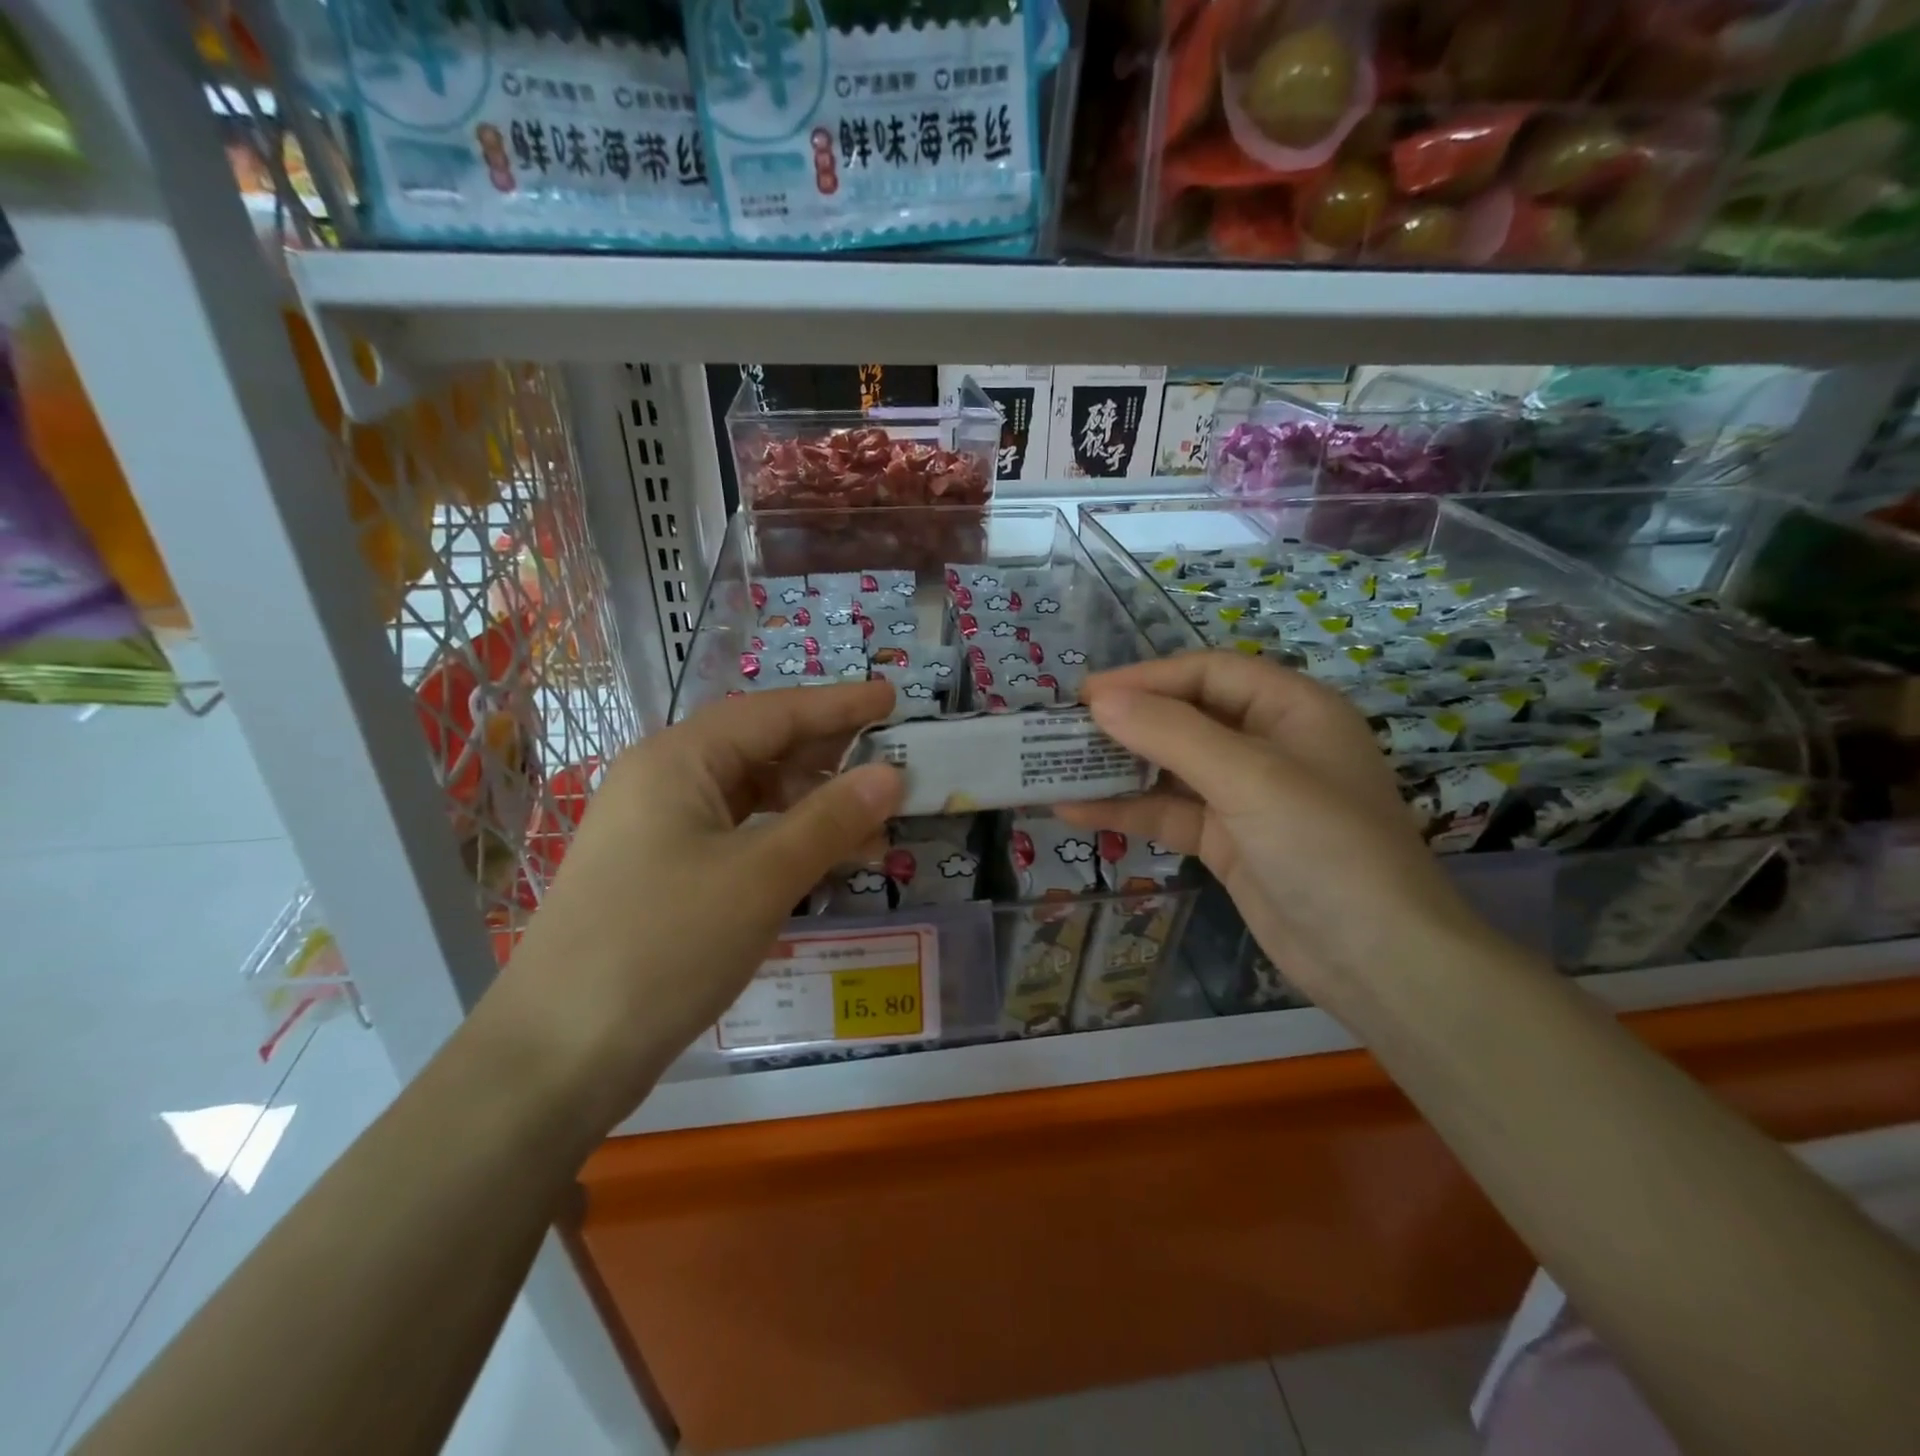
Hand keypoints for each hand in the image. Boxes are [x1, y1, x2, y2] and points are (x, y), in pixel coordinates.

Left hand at [481, 682, 902, 1130]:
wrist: (557, 1055)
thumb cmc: (663, 947)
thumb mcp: (761, 878)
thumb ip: (831, 820)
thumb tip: (892, 775)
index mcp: (679, 760)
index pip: (774, 712)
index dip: (838, 705)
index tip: (893, 698)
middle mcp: (665, 781)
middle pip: (761, 749)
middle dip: (830, 758)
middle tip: (893, 767)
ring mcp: (660, 830)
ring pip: (752, 798)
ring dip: (813, 808)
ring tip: (873, 832)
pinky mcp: (663, 874)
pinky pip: (738, 837)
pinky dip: (785, 842)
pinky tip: (823, 863)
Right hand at [1058, 652, 1492, 1024]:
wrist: (1378, 961)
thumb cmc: (1325, 847)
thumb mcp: (1249, 777)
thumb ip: (1172, 733)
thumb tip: (1099, 701)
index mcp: (1292, 708)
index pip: (1208, 672)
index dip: (1147, 677)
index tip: (1085, 695)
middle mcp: (1270, 743)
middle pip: (1187, 716)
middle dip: (1127, 722)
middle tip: (1064, 729)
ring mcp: (1247, 796)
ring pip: (1172, 767)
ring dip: (1118, 767)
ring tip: (1057, 767)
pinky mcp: (1229, 841)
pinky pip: (1169, 813)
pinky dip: (1127, 810)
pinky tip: (1075, 810)